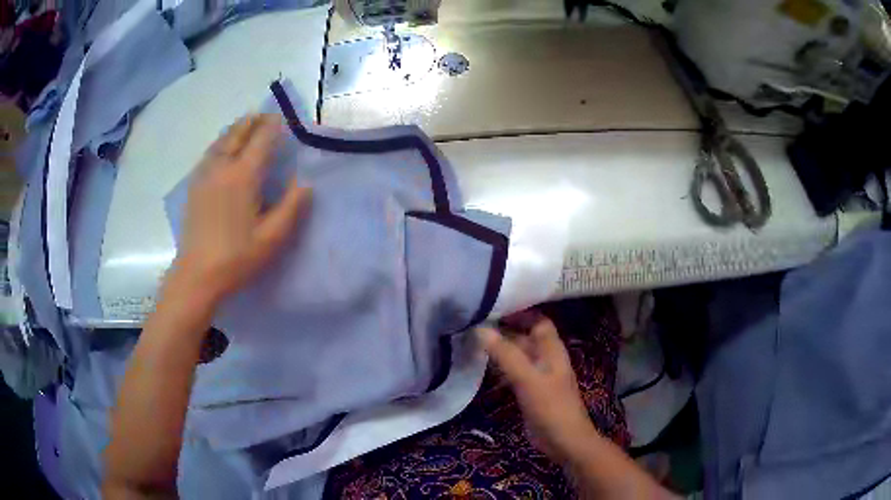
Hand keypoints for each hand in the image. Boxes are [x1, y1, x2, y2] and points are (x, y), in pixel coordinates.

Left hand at [172, 114, 311, 303]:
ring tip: (246, 124)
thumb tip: (306, 183)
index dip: (273, 126)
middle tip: (266, 116)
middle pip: (238, 133)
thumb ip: (291, 207)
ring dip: (236, 129)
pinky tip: (222, 148)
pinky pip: (209, 153)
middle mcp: (222, 167)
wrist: (196, 275)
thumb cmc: (236, 258)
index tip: (284, 118)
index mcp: (243, 176)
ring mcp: (204, 175)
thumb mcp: (272, 238)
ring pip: (221, 141)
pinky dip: (220, 142)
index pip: (261, 139)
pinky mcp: (194, 186)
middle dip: (253, 121)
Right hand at [478, 317, 596, 463]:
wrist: (563, 441)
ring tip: (472, 342)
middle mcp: (546, 359)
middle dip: (504, 331)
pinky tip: (481, 369)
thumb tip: (480, 329)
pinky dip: (499, 369)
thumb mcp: (528, 378)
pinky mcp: (529, 393)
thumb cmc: (550, 406)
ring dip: (499, 350)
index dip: (521, 312)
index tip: (494, 306)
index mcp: (552, 350)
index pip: (538, 321)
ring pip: (517, 357)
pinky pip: (513, 374)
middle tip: (474, 324)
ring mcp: (538, 377)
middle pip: (525, 338)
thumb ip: (505, 354)